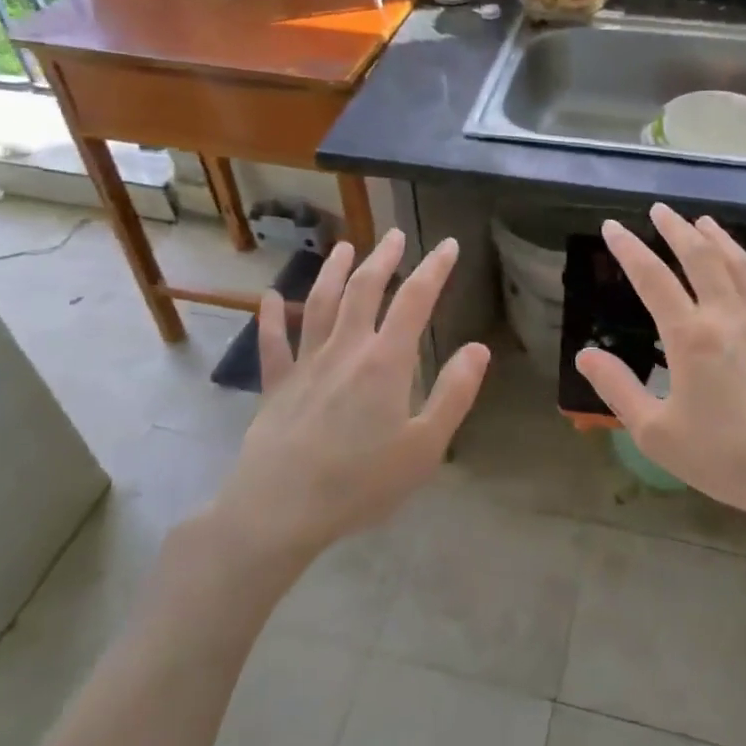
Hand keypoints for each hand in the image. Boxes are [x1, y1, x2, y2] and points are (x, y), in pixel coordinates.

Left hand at [208, 230, 489, 565]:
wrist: (281, 509)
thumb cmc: (361, 482)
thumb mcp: (424, 447)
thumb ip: (454, 394)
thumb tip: (478, 348)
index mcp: (385, 362)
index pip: (415, 300)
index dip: (434, 268)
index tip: (449, 245)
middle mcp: (345, 349)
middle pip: (365, 290)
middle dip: (383, 259)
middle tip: (395, 236)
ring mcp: (306, 364)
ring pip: (320, 304)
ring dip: (333, 272)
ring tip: (345, 247)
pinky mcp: (277, 386)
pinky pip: (272, 344)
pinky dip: (270, 318)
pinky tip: (267, 298)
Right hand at [576, 205, 745, 528]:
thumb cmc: (728, 459)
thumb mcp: (658, 435)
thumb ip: (619, 390)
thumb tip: (585, 354)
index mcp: (691, 336)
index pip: (652, 279)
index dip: (628, 249)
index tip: (612, 227)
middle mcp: (729, 317)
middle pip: (700, 258)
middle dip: (675, 230)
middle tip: (659, 210)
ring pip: (742, 268)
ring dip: (720, 240)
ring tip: (704, 222)